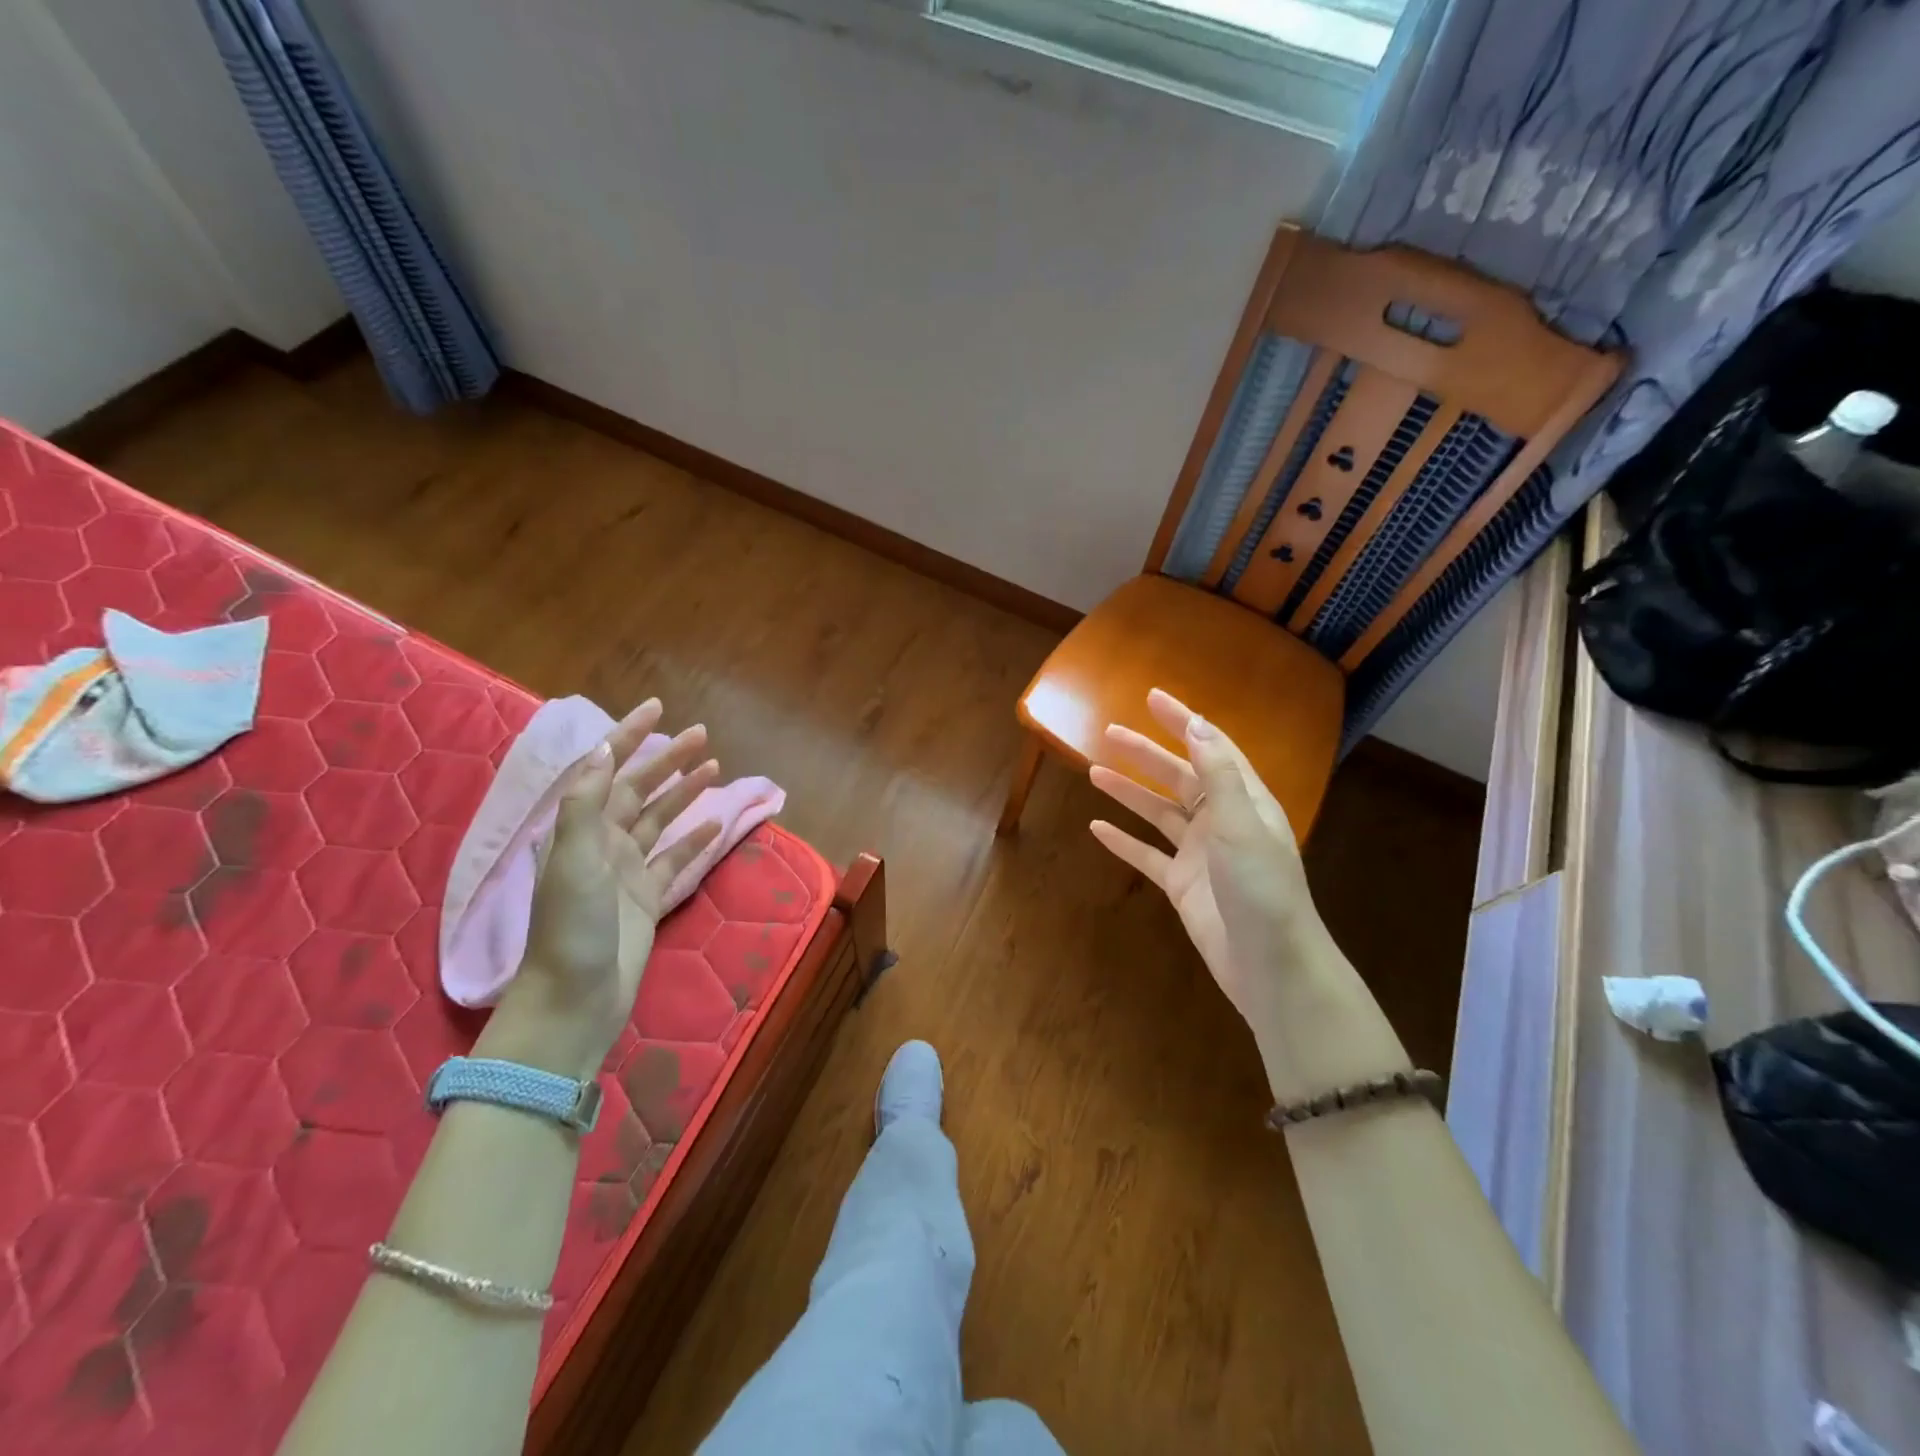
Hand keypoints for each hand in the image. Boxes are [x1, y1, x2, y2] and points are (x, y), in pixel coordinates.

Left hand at [485, 700, 720, 1078]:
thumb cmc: (571, 928)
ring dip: (684, 793)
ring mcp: (627, 872)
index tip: (656, 708)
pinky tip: (716, 825)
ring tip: (714, 767)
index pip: (606, 770)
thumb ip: (587, 806)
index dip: (627, 737)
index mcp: (581, 830)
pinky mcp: (648, 899)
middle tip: (703, 735)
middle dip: (668, 760)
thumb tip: (600, 751)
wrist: (575, 999)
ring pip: (660, 821)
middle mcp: (603, 844)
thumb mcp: (574, 861)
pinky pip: (676, 861)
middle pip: (639, 790)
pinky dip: (695, 841)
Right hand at [1088, 689, 1321, 1031]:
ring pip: (1158, 813)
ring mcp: (1199, 855)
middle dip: (1145, 754)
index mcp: (1244, 801)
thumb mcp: (1241, 825)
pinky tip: (1096, 828)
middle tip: (1109, 732)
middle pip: (1178, 778)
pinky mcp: (1181, 885)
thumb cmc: (1261, 889)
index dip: (1183, 722)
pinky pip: (1146, 855)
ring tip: (1093, 772)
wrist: (1269, 965)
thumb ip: (1218, 775)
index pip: (1211, 749)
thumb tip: (1198, 726)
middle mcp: (1221, 822)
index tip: (1152, 698)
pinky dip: (1123, 841)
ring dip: (1129, 792)